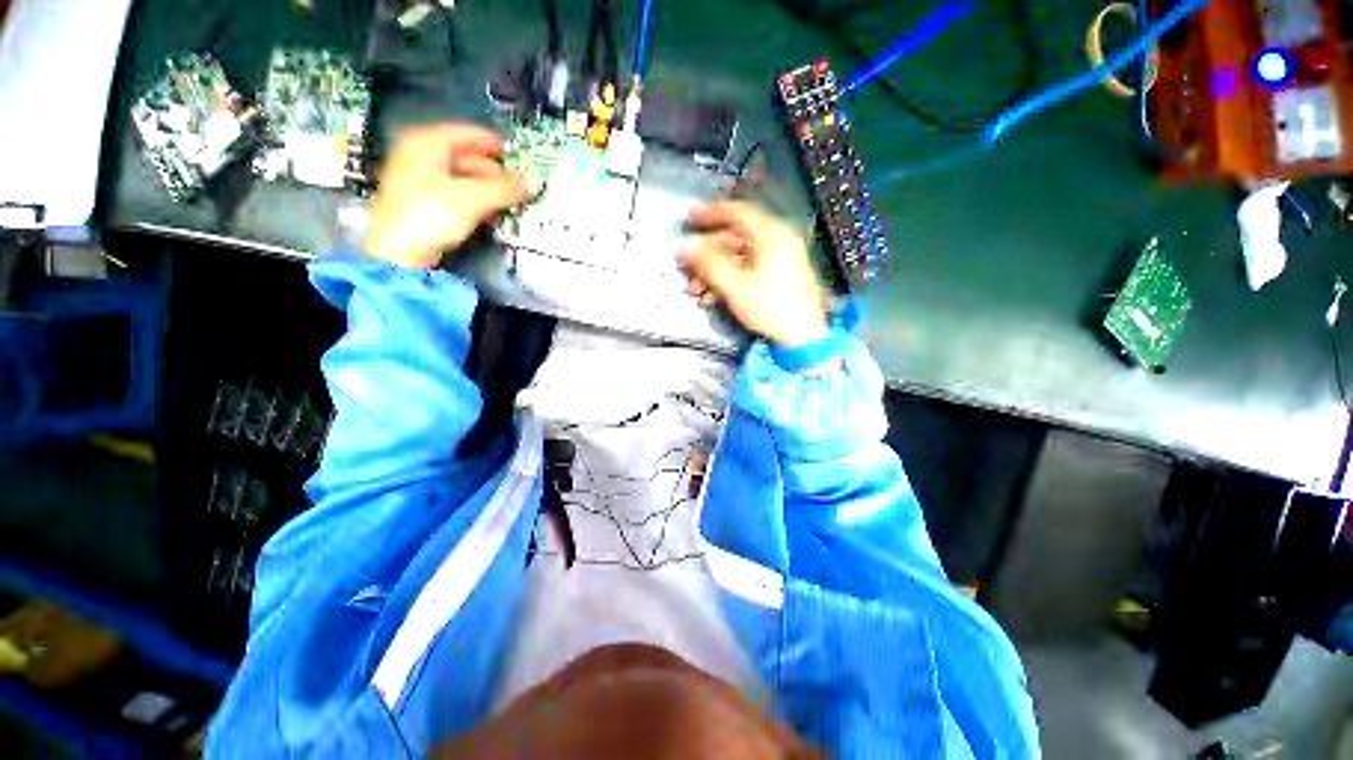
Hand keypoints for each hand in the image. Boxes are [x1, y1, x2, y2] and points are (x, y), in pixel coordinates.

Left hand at [364, 123, 536, 267]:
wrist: (398, 253)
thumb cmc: (430, 215)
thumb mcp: (473, 198)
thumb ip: (505, 188)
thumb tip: (535, 181)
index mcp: (427, 143)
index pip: (469, 133)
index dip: (496, 144)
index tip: (520, 157)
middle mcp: (420, 155)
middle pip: (466, 157)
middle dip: (495, 172)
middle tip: (519, 187)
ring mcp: (419, 180)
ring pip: (463, 177)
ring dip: (488, 189)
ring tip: (511, 202)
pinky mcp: (423, 204)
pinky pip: (456, 194)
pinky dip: (476, 200)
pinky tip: (492, 212)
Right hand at [682, 202, 827, 346]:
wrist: (802, 336)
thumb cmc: (773, 308)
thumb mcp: (735, 286)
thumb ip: (708, 263)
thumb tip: (686, 247)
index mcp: (772, 235)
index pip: (737, 213)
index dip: (710, 213)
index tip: (691, 216)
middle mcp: (777, 241)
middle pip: (734, 240)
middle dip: (707, 257)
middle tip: (689, 269)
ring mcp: (779, 259)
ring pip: (738, 258)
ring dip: (715, 273)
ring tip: (698, 291)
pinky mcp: (779, 275)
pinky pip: (748, 270)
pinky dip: (729, 280)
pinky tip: (713, 298)